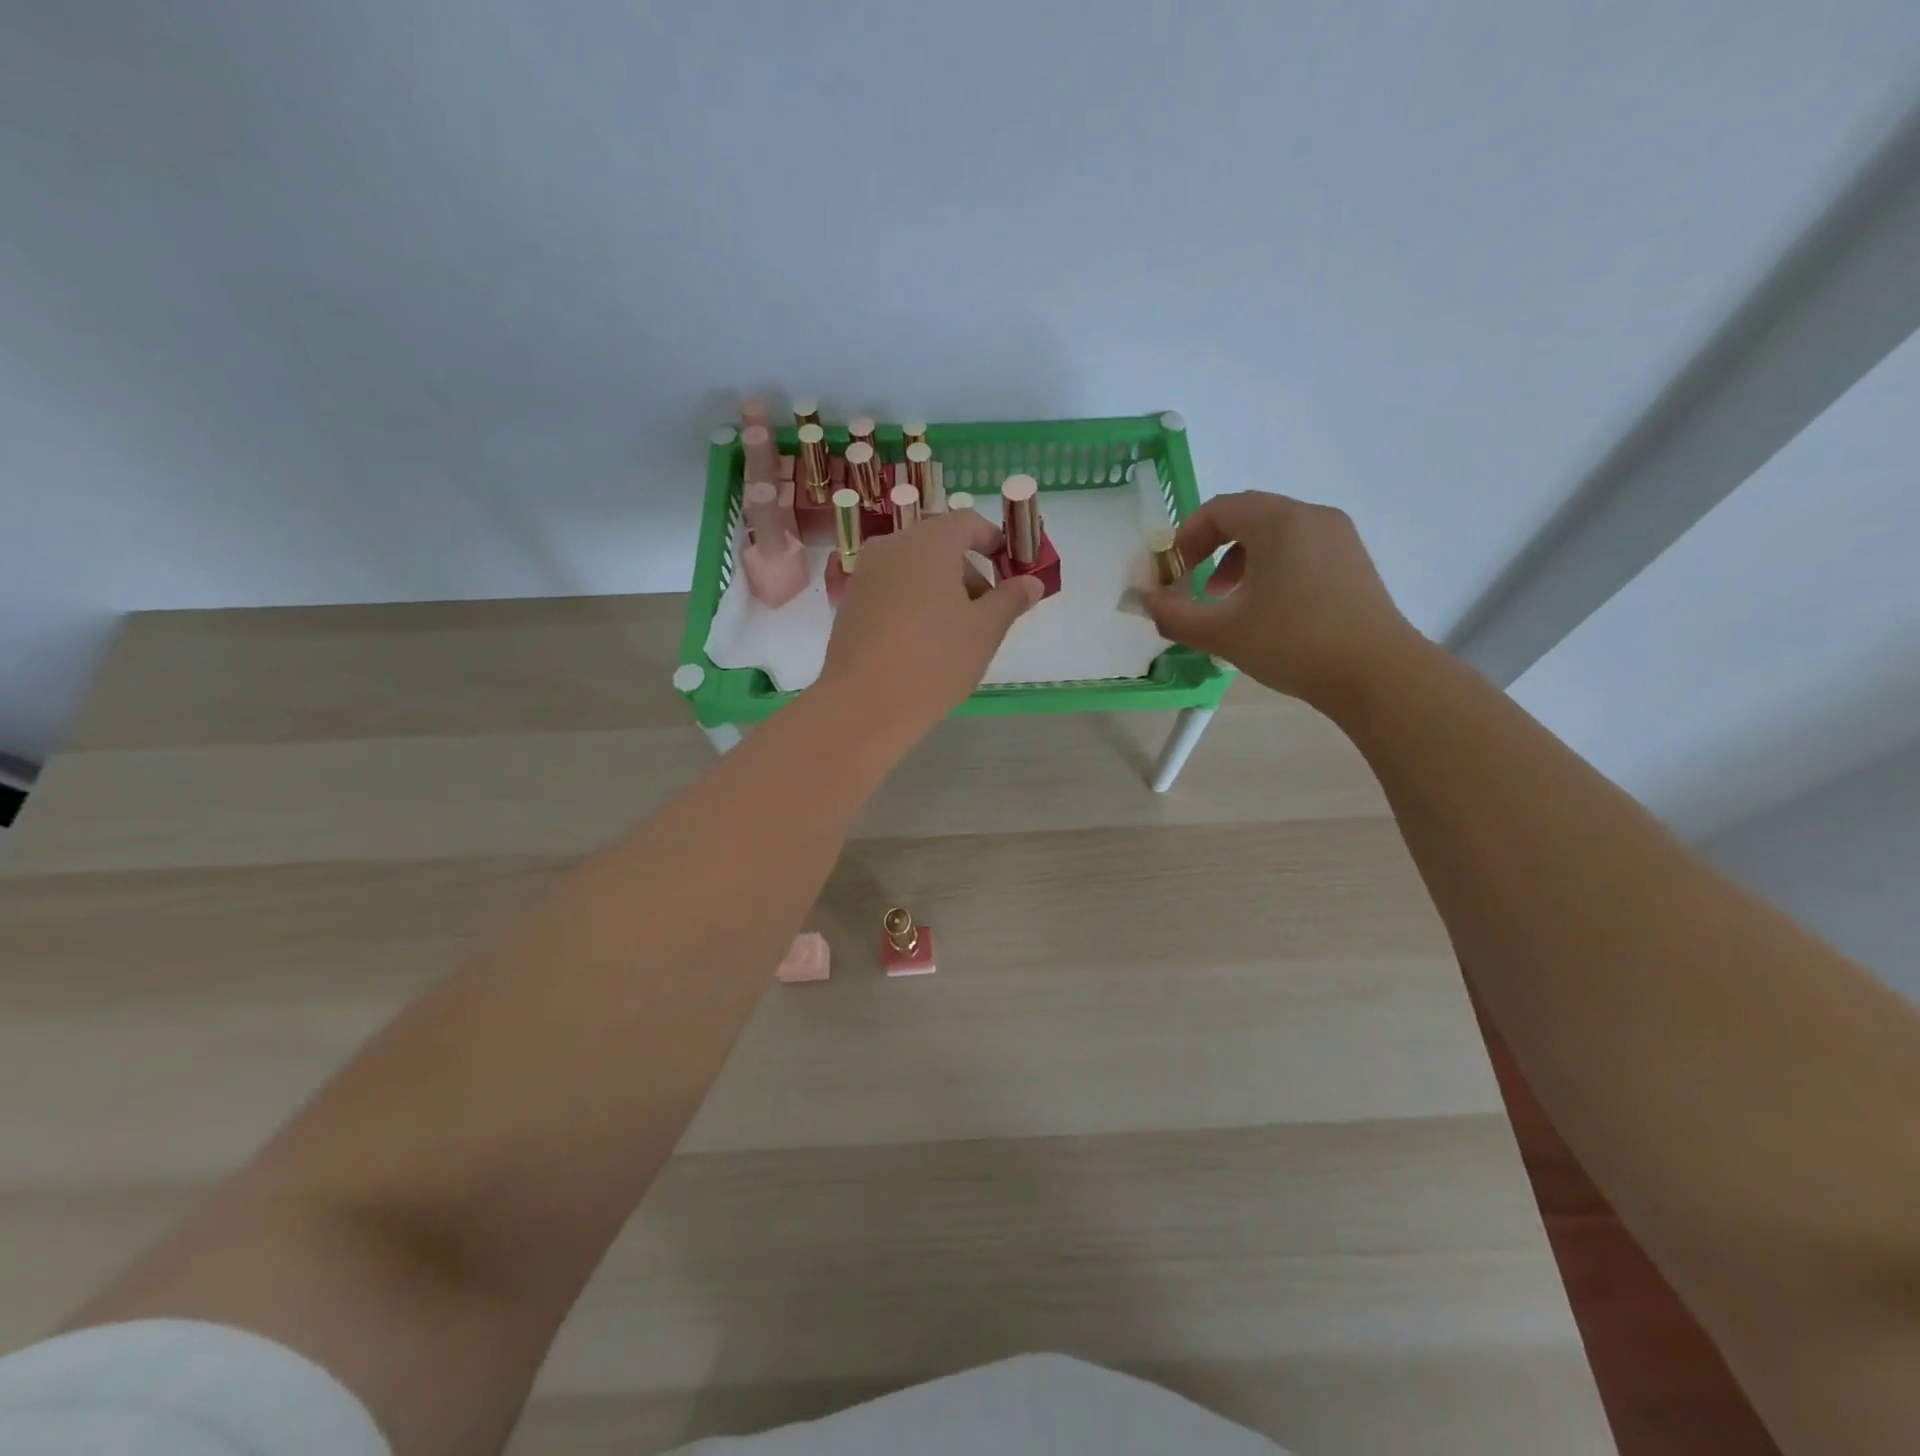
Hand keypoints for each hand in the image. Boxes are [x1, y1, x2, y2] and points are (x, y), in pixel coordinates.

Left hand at [818, 509, 1043, 743]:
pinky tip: (923, 644)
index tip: (1010, 571)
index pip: (968, 523)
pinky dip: (913, 603)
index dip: (994, 542)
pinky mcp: (850, 603)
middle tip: (988, 612)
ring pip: (913, 568)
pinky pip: (892, 590)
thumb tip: (1031, 582)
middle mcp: (891, 547)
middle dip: (969, 571)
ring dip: (941, 588)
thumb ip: (1011, 599)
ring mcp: (865, 575)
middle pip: (939, 544)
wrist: (863, 705)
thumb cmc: (934, 661)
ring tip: (956, 634)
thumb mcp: (985, 631)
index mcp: (928, 542)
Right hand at [1148, 491, 1422, 711]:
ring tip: (1227, 600)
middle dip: (1210, 547)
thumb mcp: (1223, 633)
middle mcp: (1311, 516)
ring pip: (1274, 532)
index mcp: (1279, 522)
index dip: (1185, 537)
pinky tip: (1267, 608)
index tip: (1172, 573)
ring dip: (1239, 559)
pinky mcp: (1353, 561)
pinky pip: (1300, 548)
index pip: (1219, 509)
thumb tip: (1146, 601)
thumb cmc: (1294, 644)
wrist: (1377, 674)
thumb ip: (1174, 614)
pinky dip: (1271, 566)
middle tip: (1193, 585)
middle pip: (1247, 516)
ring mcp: (1338, 537)